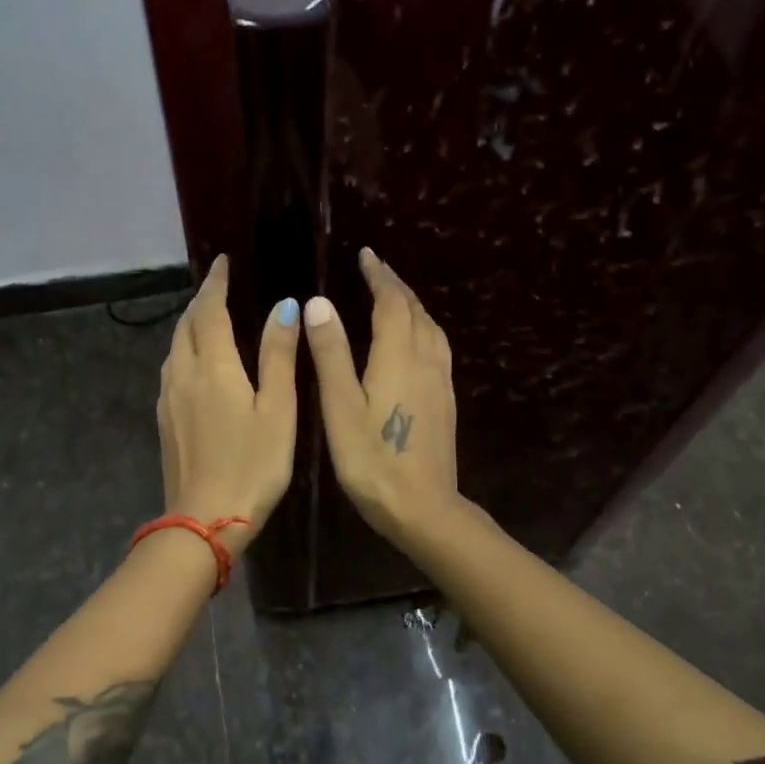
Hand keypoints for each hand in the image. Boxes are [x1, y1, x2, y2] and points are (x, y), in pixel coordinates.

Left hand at [157, 256, 300, 557]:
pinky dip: (184, 350)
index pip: (210, 310)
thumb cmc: (253, 463)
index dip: (216, 283)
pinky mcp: (164, 419)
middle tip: (218, 287)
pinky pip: (171, 369)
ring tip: (208, 318)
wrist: (205, 519)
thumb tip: (284, 306)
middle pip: (186, 324)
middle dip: (201, 301)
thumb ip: (278, 355)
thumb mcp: (278, 409)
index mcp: (213, 366)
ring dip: (190, 325)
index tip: (222, 263)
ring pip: (174, 347)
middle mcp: (183, 373)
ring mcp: (168, 397)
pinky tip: (196, 362)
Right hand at [304, 247, 461, 545]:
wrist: (424, 508)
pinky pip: (437, 346)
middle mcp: (425, 360)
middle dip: (395, 286)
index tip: (366, 255)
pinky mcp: (445, 400)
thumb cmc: (372, 460)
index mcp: (398, 356)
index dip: (379, 276)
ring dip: (412, 305)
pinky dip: (422, 327)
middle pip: (415, 310)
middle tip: (376, 269)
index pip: (391, 302)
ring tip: (394, 297)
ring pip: (430, 328)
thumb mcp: (340, 406)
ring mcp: (440, 381)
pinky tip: (414, 340)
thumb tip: (319, 303)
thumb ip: (331, 354)